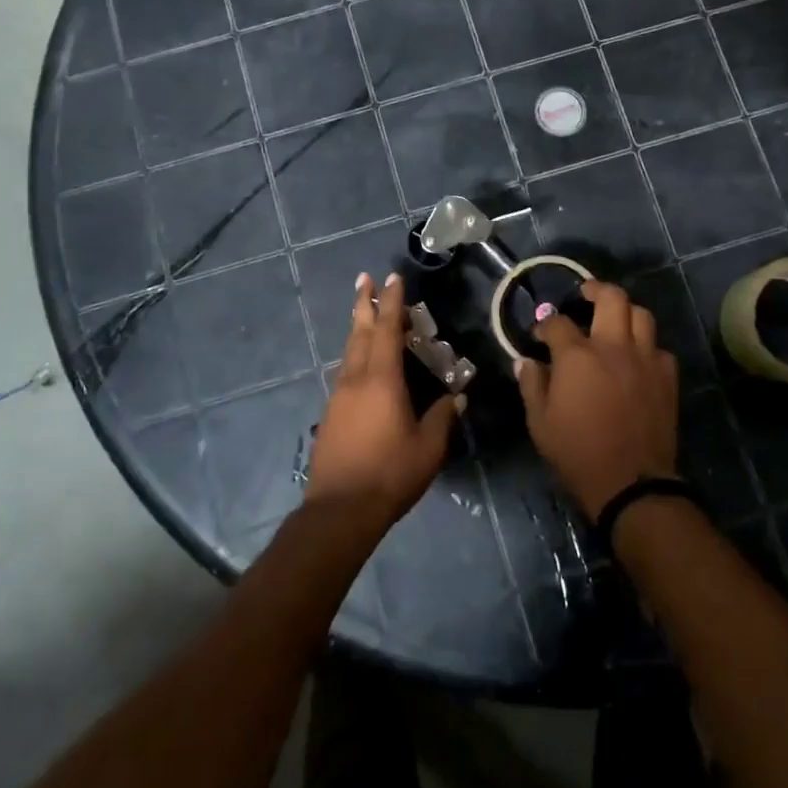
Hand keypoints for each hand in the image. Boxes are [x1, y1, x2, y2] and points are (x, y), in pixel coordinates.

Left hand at [307, 272, 461, 533]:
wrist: (339, 510)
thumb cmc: (389, 474)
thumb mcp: (428, 447)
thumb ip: (443, 417)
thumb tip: (456, 397)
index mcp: (381, 380)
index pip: (386, 330)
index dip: (392, 302)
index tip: (391, 277)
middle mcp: (356, 379)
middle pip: (359, 332)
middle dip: (364, 303)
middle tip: (365, 279)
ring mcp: (339, 396)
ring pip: (349, 351)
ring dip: (358, 328)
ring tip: (365, 313)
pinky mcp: (331, 414)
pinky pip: (345, 372)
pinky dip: (355, 355)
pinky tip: (361, 363)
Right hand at [515, 281, 678, 518]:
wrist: (630, 483)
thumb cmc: (577, 453)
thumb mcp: (540, 423)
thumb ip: (532, 385)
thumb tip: (525, 361)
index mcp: (577, 356)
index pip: (558, 323)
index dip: (545, 324)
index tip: (540, 333)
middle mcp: (613, 347)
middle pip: (611, 297)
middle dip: (595, 289)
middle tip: (585, 294)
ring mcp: (645, 359)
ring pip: (641, 315)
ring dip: (625, 312)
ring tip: (614, 320)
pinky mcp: (667, 377)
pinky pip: (659, 348)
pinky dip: (646, 346)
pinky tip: (637, 358)